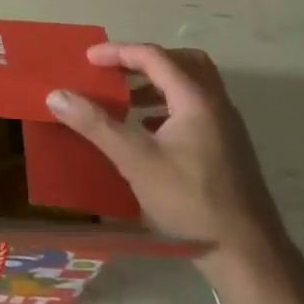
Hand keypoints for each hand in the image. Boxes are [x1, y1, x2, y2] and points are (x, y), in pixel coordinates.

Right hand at [46, 42, 289, 270]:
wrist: (247, 251)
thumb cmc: (190, 199)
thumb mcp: (135, 160)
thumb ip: (96, 124)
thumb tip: (56, 95)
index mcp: (196, 99)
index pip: (154, 57)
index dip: (119, 52)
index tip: (88, 59)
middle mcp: (216, 104)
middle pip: (182, 62)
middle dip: (145, 61)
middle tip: (116, 72)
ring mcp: (226, 126)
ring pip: (192, 86)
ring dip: (158, 84)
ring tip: (127, 102)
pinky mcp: (228, 148)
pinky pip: (196, 108)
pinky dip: (169, 106)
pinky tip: (149, 132)